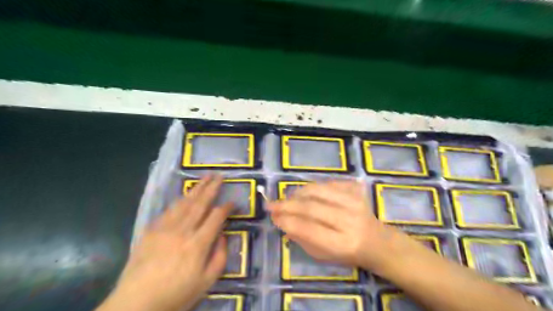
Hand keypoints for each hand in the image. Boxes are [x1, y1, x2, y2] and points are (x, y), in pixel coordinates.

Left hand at [97, 175, 230, 310]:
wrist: (135, 304)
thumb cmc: (175, 295)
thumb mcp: (206, 283)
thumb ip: (219, 257)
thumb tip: (223, 236)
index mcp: (198, 244)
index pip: (216, 217)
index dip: (227, 207)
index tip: (233, 201)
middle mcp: (182, 231)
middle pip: (200, 204)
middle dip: (212, 188)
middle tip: (219, 175)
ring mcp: (164, 229)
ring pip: (184, 203)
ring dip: (196, 189)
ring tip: (204, 178)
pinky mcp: (150, 231)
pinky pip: (167, 211)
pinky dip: (178, 201)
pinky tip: (183, 196)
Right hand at [271, 181, 404, 272]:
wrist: (378, 242)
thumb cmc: (348, 254)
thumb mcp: (324, 256)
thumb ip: (302, 238)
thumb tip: (282, 220)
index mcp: (342, 244)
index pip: (308, 229)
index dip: (287, 221)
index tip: (273, 217)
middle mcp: (350, 220)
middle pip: (312, 207)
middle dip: (287, 205)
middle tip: (272, 205)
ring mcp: (355, 202)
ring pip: (319, 191)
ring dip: (298, 193)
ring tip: (287, 198)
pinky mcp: (357, 190)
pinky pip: (329, 183)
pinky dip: (314, 187)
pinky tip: (307, 194)